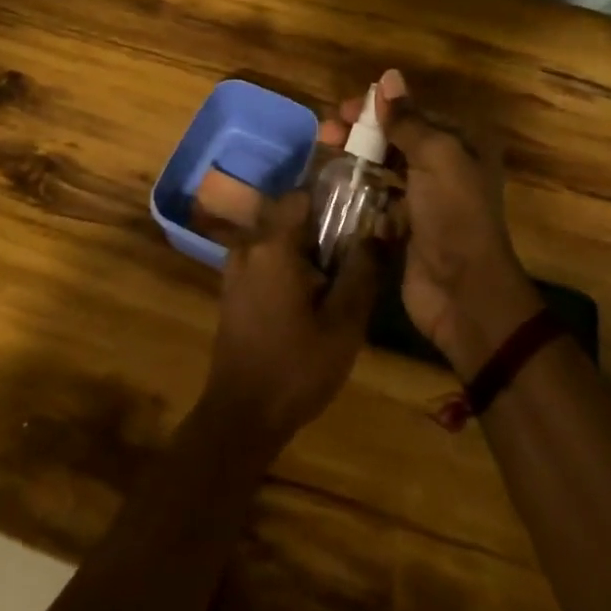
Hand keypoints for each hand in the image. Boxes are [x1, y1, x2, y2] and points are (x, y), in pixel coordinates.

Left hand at [201, 190, 379, 451]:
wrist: (242, 415)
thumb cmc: (296, 367)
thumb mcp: (343, 324)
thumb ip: (361, 272)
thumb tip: (377, 233)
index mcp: (272, 245)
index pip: (300, 196)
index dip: (331, 199)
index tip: (359, 212)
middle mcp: (248, 247)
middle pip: (289, 218)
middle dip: (322, 228)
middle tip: (355, 249)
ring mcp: (235, 269)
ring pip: (276, 241)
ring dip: (305, 250)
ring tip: (338, 274)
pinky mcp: (233, 290)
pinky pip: (264, 260)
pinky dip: (288, 266)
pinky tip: (311, 295)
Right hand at [331, 70, 540, 377]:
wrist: (464, 292)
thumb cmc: (453, 215)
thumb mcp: (435, 157)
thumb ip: (407, 120)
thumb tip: (387, 77)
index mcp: (462, 145)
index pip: (414, 113)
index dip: (379, 108)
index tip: (344, 109)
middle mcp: (447, 167)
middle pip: (397, 138)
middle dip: (362, 132)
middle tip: (326, 132)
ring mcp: (427, 199)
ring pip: (386, 168)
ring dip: (357, 159)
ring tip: (325, 154)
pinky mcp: (408, 227)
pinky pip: (380, 199)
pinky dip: (361, 191)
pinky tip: (336, 187)